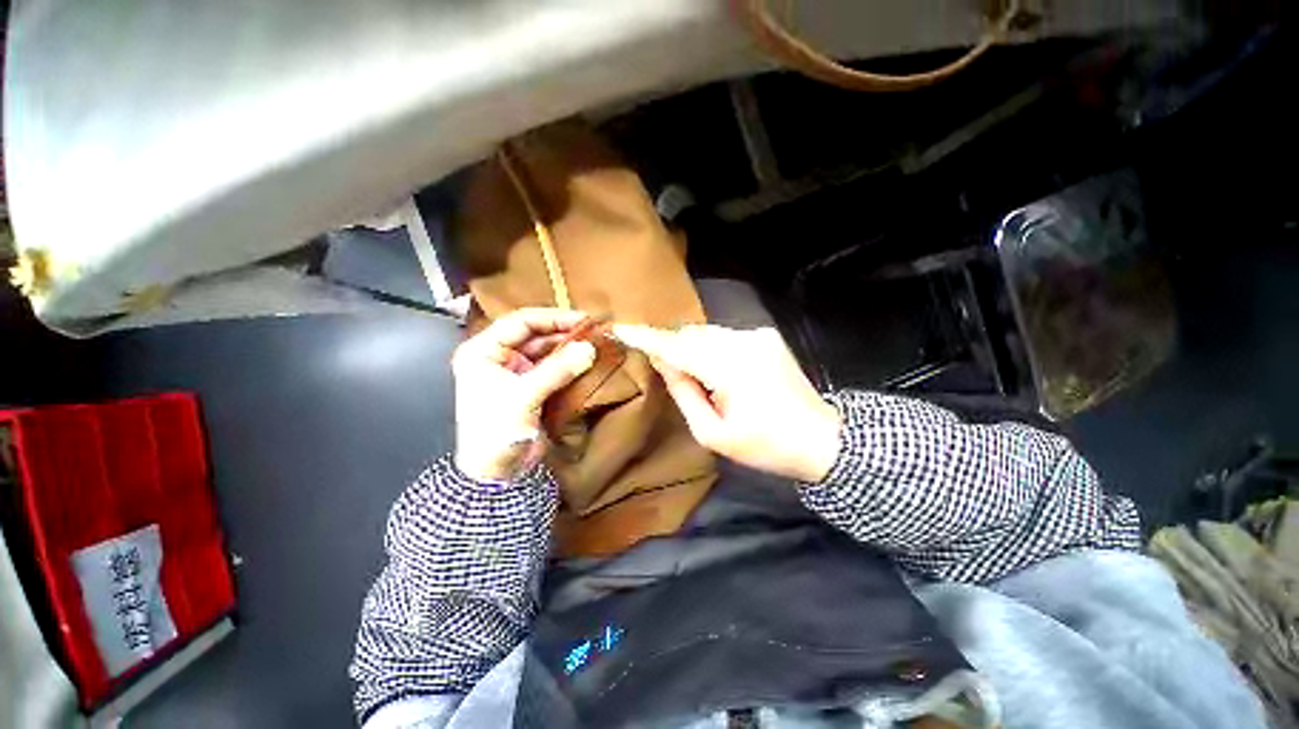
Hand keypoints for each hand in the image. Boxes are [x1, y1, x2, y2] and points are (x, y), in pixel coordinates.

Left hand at [452, 308, 596, 481]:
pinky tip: (587, 361)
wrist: (495, 473)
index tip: (583, 319)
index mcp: (483, 351)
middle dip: (564, 332)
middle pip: (535, 335)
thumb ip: (557, 370)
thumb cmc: (496, 430)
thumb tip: (589, 349)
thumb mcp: (524, 396)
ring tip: (595, 344)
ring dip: (569, 348)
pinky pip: (553, 368)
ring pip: (546, 351)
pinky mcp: (531, 386)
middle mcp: (498, 356)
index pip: (520, 322)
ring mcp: (515, 372)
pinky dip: (569, 365)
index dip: (552, 318)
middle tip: (594, 331)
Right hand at [612, 324, 841, 481]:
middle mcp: (743, 342)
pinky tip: (725, 375)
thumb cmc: (765, 446)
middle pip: (691, 335)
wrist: (820, 439)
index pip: (677, 347)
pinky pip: (725, 337)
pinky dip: (713, 350)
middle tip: (677, 380)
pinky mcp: (766, 336)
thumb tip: (664, 363)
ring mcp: (757, 335)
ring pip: (707, 334)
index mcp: (730, 369)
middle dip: (674, 350)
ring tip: (706, 383)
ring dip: (694, 351)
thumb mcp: (713, 434)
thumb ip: (684, 393)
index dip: (647, 337)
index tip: (621, 329)